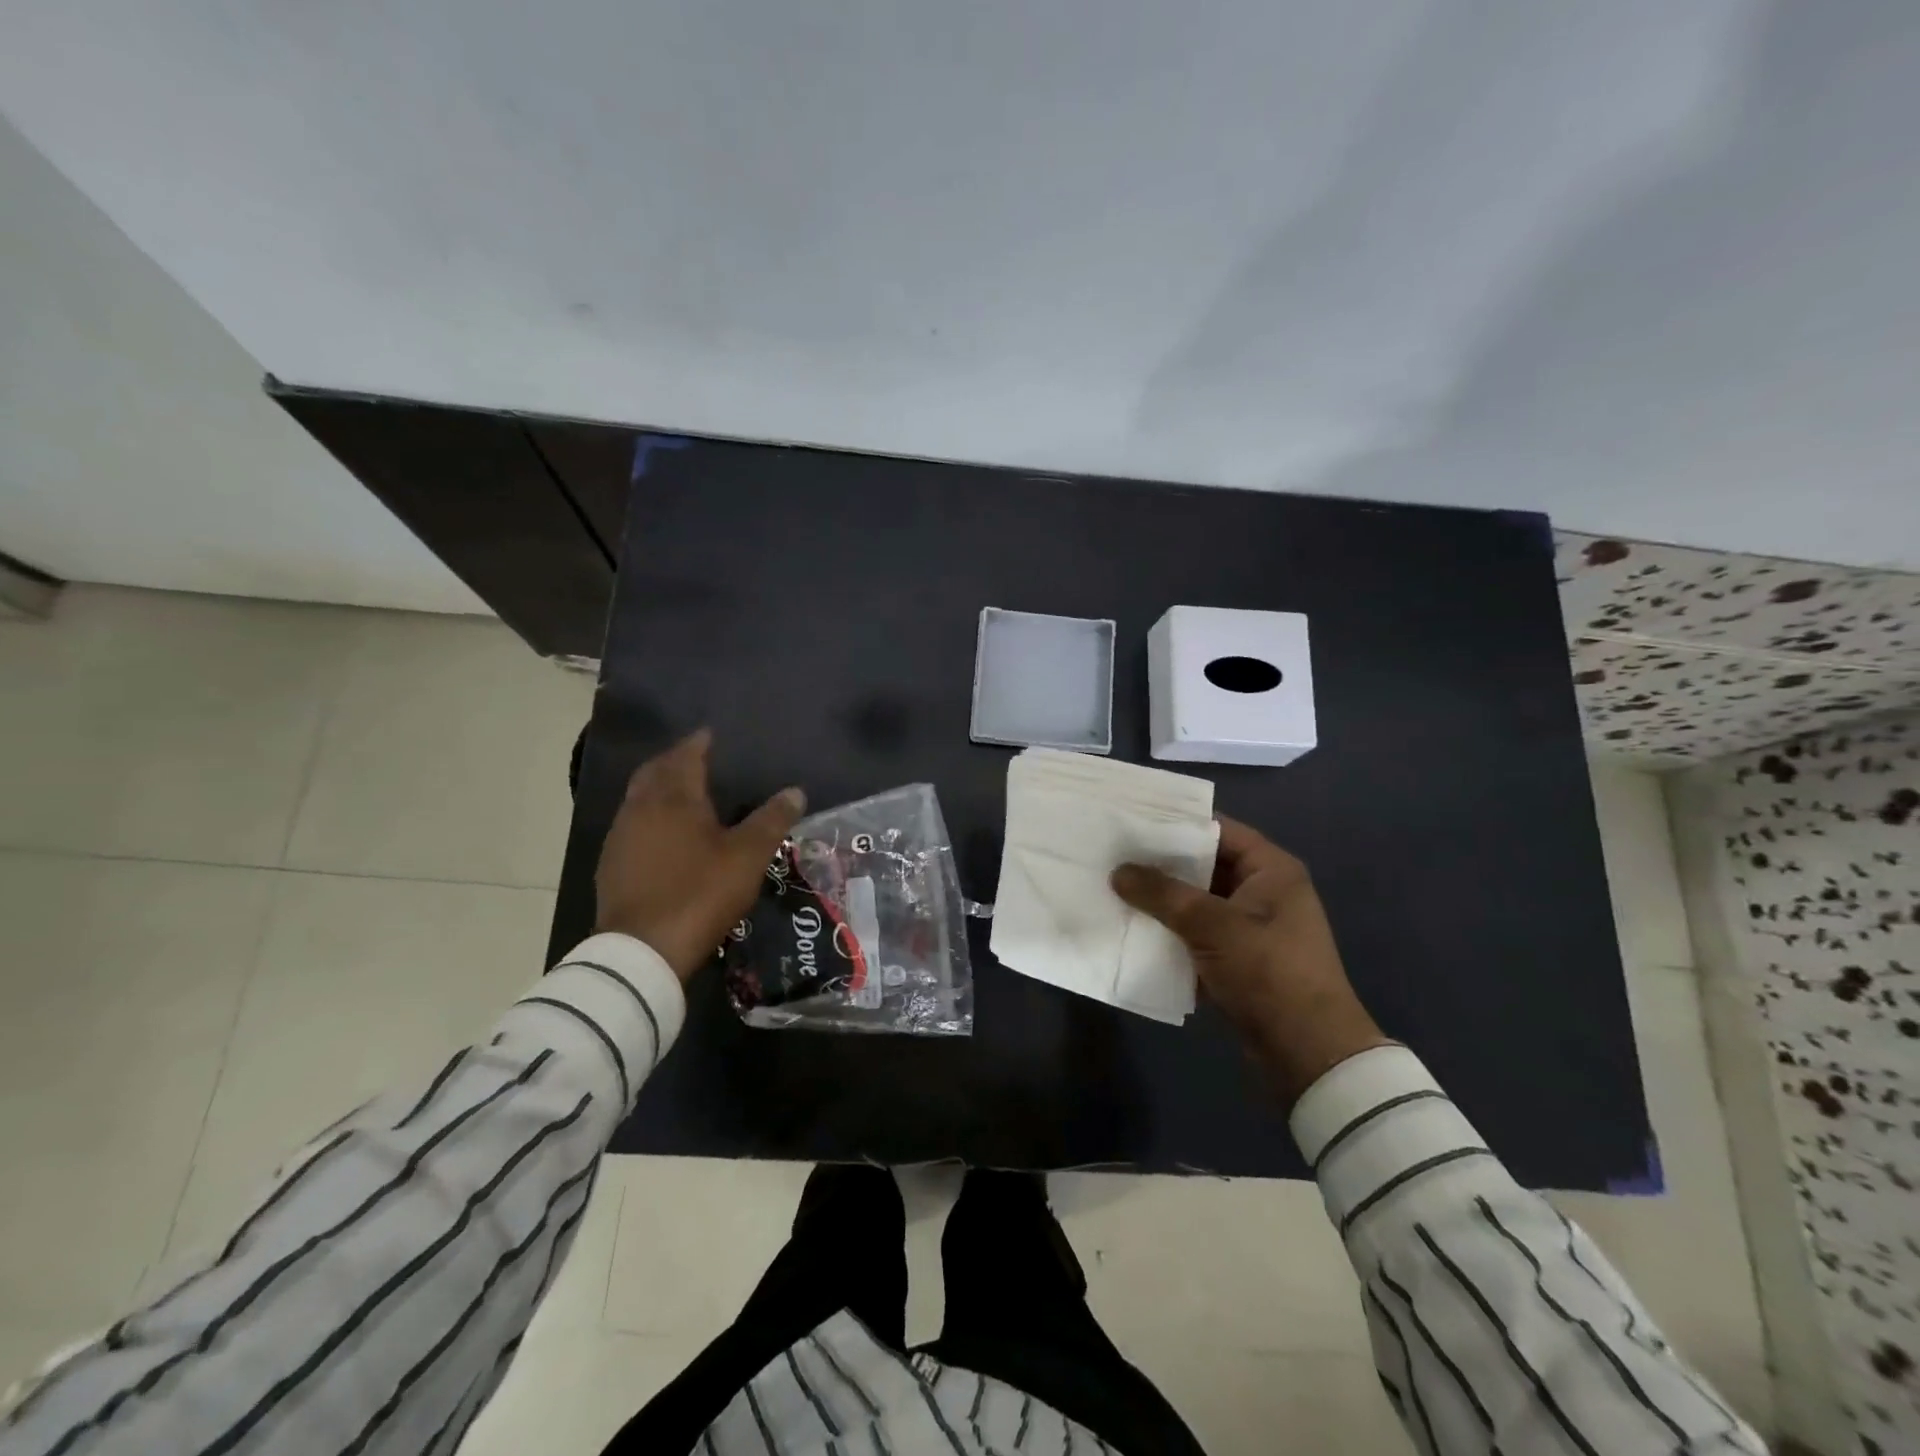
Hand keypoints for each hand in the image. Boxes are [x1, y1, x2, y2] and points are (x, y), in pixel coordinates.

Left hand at [595, 730, 805, 980]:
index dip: (700, 742)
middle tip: (696, 757)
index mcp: (674, 797)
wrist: (642, 950)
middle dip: (674, 760)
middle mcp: (641, 807)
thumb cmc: (700, 892)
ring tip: (683, 792)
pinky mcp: (611, 864)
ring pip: (639, 797)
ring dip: (658, 787)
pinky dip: (649, 816)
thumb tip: (796, 791)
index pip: (686, 755)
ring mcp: (621, 836)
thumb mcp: (747, 856)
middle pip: (655, 771)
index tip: (712, 734)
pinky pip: (632, 824)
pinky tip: (663, 834)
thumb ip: (771, 820)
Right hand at [1112, 817, 1388, 1104]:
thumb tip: (1118, 871)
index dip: (1177, 823)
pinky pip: (1199, 934)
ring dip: (1163, 901)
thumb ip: (1162, 894)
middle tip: (1115, 854)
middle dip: (1162, 864)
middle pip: (1205, 865)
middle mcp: (1264, 891)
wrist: (1308, 1052)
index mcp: (1271, 870)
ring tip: (1116, 888)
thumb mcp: (1211, 925)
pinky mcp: (1240, 959)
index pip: (1219, 830)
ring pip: (1198, 902)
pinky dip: (1172, 932)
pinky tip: (1134, 929)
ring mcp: (1252, 927)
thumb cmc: (1268, 972)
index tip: (1133, 820)